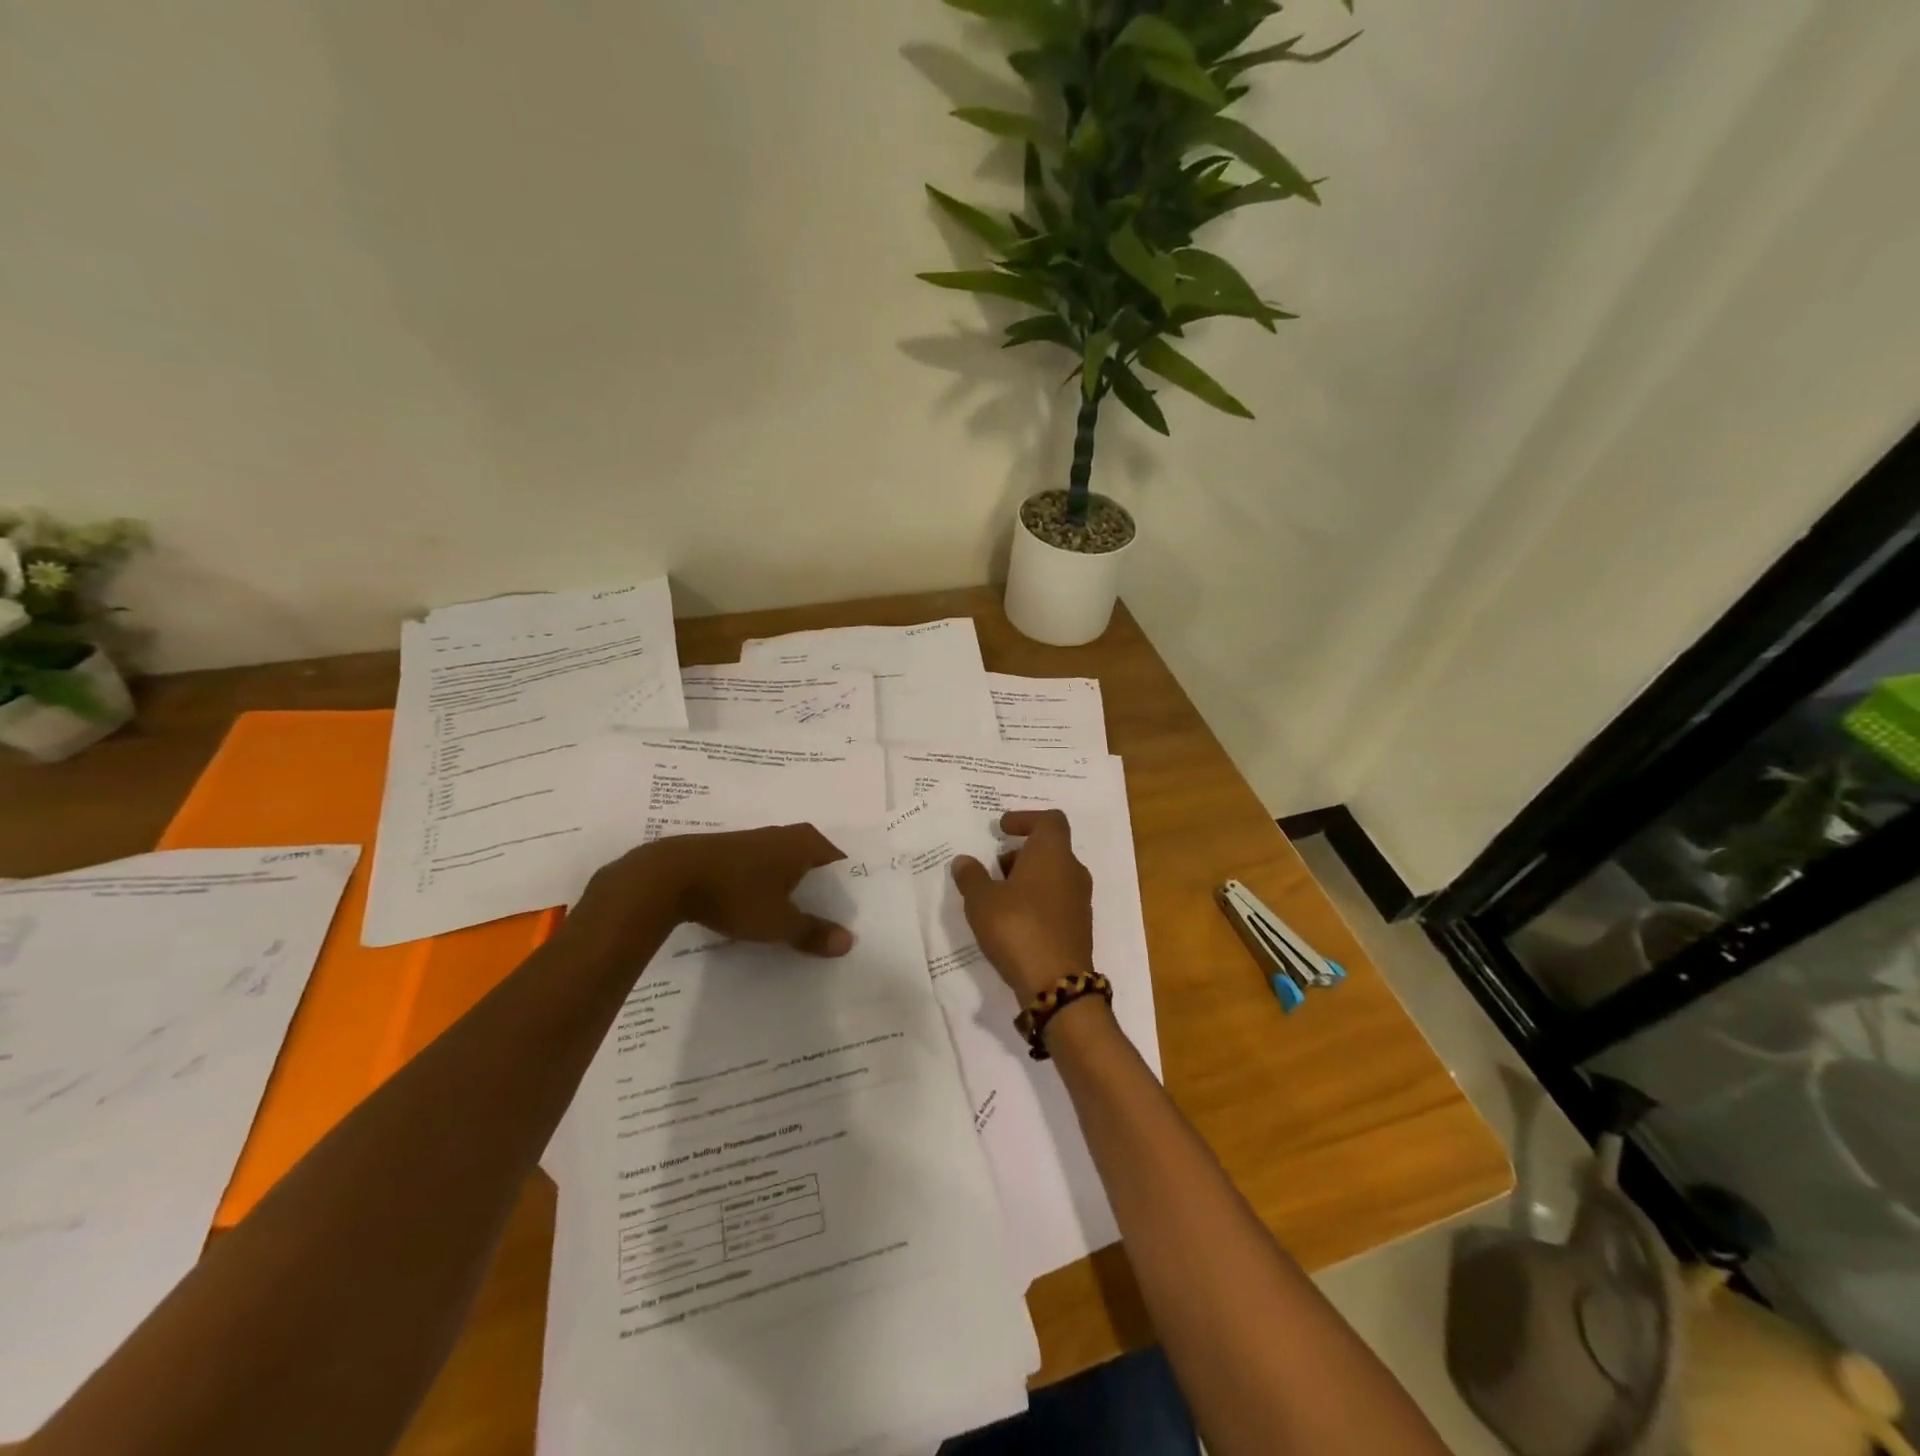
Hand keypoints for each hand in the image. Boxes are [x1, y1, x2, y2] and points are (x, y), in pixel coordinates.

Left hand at [569, 824, 852, 964]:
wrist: (669, 877)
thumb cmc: (736, 894)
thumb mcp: (779, 922)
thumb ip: (813, 932)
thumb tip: (849, 942)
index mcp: (806, 843)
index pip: (841, 863)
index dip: (849, 889)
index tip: (855, 914)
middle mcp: (786, 835)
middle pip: (815, 865)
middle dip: (823, 892)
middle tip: (833, 922)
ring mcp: (757, 842)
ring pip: (788, 868)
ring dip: (795, 891)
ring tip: (801, 921)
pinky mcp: (732, 853)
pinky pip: (764, 872)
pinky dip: (770, 889)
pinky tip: (765, 911)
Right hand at [951, 809, 1094, 1003]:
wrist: (1056, 984)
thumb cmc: (1018, 927)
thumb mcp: (982, 900)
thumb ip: (971, 876)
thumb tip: (964, 860)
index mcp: (1053, 854)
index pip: (1050, 820)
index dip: (1026, 818)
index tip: (1002, 828)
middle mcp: (1072, 871)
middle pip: (1050, 849)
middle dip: (1021, 853)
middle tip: (994, 866)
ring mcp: (1079, 901)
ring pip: (1053, 876)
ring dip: (1027, 878)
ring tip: (998, 895)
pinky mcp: (1078, 927)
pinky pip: (1056, 901)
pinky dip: (1036, 900)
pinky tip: (1013, 920)